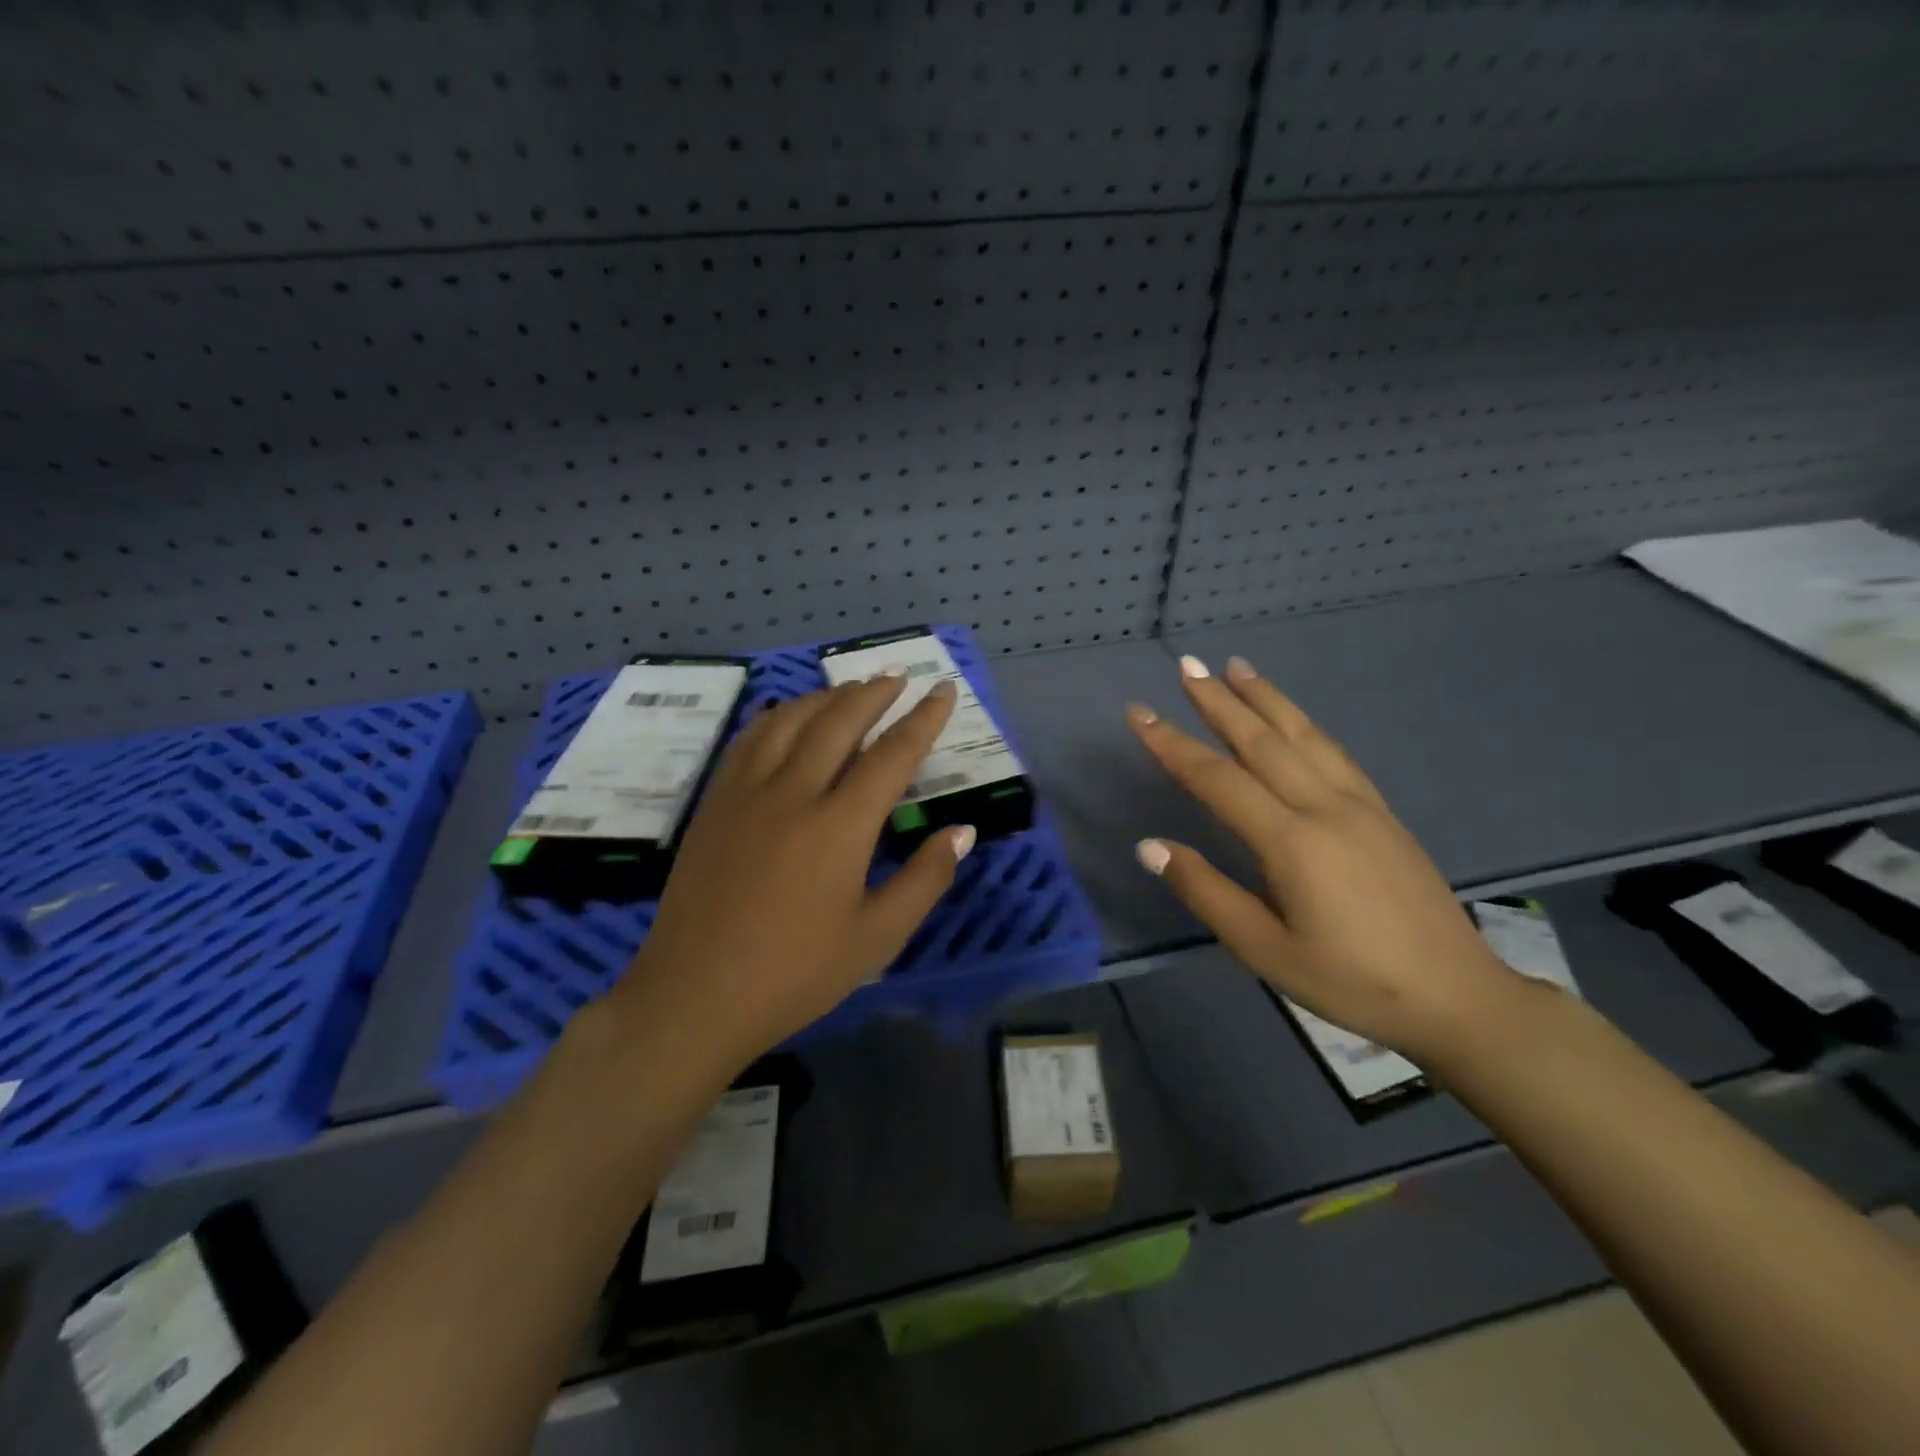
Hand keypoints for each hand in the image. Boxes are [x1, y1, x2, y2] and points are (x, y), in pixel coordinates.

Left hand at [608, 674, 975, 1068]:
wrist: (695, 996)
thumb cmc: (795, 974)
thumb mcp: (876, 938)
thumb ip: (925, 879)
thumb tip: (962, 832)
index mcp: (839, 827)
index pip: (892, 754)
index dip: (924, 719)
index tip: (944, 690)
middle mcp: (793, 793)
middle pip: (839, 721)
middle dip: (874, 693)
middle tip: (899, 677)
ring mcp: (746, 793)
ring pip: (790, 721)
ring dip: (826, 697)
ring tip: (851, 688)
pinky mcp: (714, 803)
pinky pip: (749, 740)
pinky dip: (777, 716)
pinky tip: (787, 715)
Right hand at [1127, 655, 1521, 1060]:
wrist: (1457, 996)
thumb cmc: (1351, 981)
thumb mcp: (1265, 950)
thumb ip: (1206, 892)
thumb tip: (1150, 846)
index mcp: (1292, 842)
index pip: (1217, 779)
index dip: (1172, 744)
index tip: (1139, 713)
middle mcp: (1324, 808)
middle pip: (1261, 741)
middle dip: (1218, 701)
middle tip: (1186, 665)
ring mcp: (1359, 805)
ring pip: (1303, 736)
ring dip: (1265, 698)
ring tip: (1236, 666)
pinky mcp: (1381, 812)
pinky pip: (1334, 752)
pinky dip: (1304, 723)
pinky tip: (1293, 717)